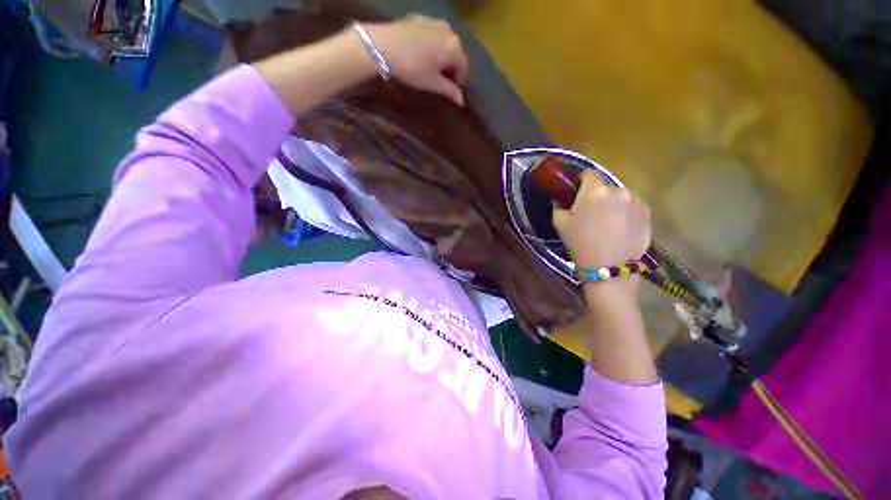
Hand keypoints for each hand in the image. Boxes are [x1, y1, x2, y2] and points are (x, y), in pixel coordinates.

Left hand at [364, 15, 468, 105]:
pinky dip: (431, 42)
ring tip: (432, 64)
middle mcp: (449, 31)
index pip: (464, 66)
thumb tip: (461, 101)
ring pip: (444, 40)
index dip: (459, 79)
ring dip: (442, 52)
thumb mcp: (432, 83)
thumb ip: (449, 91)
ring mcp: (434, 21)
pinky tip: (421, 51)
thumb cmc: (413, 68)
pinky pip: (432, 32)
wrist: (384, 45)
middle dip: (451, 65)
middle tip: (442, 77)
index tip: (451, 88)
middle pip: (456, 51)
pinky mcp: (419, 17)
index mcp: (455, 48)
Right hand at [553, 170, 651, 272]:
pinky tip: (620, 228)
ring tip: (608, 222)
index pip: (588, 173)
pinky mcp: (647, 213)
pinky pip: (632, 206)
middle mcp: (618, 190)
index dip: (581, 181)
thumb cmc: (579, 243)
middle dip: (597, 196)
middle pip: (605, 186)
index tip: (577, 193)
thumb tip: (560, 197)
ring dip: (613, 203)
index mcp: (594, 190)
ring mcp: (635, 200)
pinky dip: (625, 212)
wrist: (608, 266)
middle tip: (591, 213)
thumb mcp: (559, 223)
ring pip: (620, 196)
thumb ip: (558, 205)